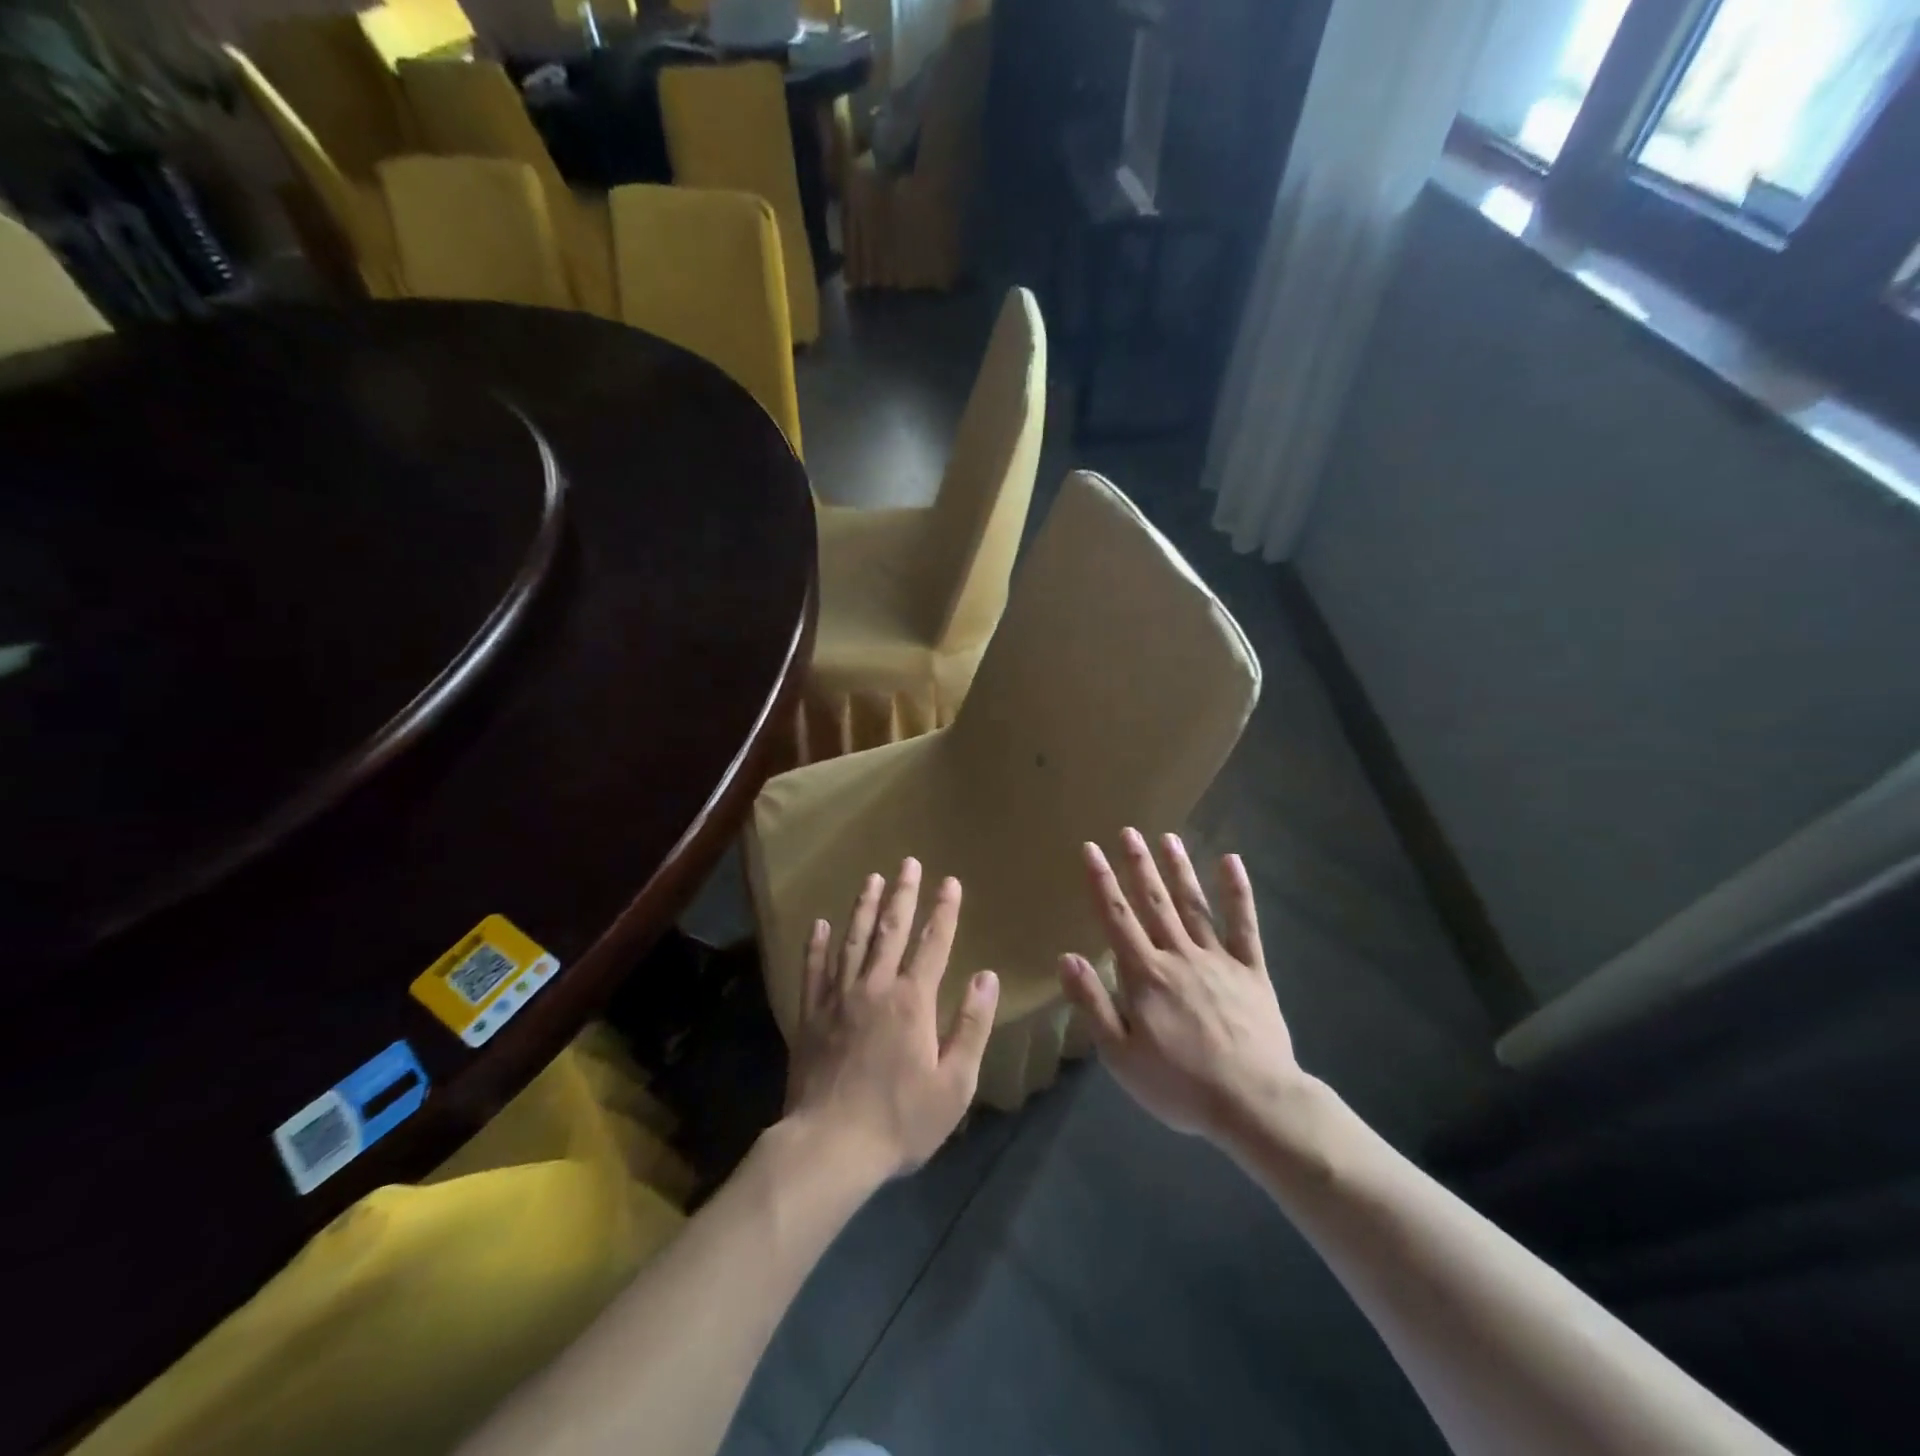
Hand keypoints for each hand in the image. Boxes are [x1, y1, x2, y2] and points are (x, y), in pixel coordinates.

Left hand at [783, 858, 1000, 1182]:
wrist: (830, 1146)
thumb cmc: (900, 1120)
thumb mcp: (954, 1083)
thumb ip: (972, 1026)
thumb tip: (987, 976)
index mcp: (913, 1001)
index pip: (933, 943)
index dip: (944, 911)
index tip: (950, 882)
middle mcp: (875, 987)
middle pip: (891, 930)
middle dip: (902, 894)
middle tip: (908, 863)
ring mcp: (838, 998)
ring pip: (853, 940)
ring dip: (864, 907)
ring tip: (871, 878)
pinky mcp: (811, 1015)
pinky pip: (813, 969)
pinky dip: (817, 944)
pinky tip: (819, 924)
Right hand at [1059, 829, 1299, 1141]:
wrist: (1254, 1104)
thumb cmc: (1180, 1085)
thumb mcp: (1120, 1056)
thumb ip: (1093, 1003)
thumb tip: (1065, 957)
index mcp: (1145, 976)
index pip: (1117, 918)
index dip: (1102, 882)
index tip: (1091, 849)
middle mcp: (1179, 956)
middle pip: (1154, 902)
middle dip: (1138, 865)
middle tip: (1128, 831)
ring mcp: (1218, 960)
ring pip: (1193, 905)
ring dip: (1178, 870)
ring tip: (1167, 837)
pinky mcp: (1252, 971)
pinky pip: (1244, 925)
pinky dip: (1238, 892)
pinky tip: (1231, 862)